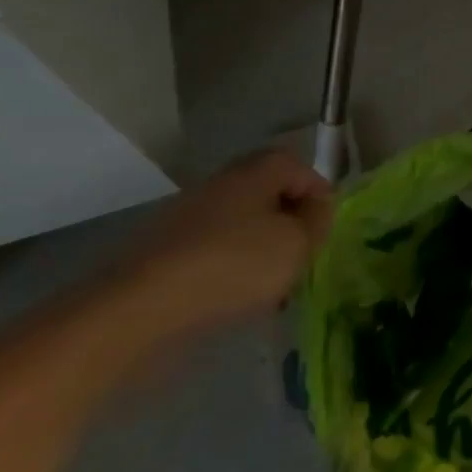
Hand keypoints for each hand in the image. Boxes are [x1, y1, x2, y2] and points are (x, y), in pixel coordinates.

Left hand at [108, 150, 332, 333]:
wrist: (144, 307)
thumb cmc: (234, 265)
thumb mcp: (296, 243)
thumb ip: (316, 221)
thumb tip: (316, 207)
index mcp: (253, 172)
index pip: (295, 164)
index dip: (317, 190)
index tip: (327, 226)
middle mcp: (220, 185)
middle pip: (267, 192)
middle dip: (290, 221)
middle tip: (303, 253)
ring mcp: (190, 217)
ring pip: (241, 223)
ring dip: (262, 247)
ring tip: (275, 284)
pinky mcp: (169, 251)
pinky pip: (216, 249)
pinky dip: (233, 266)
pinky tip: (239, 296)